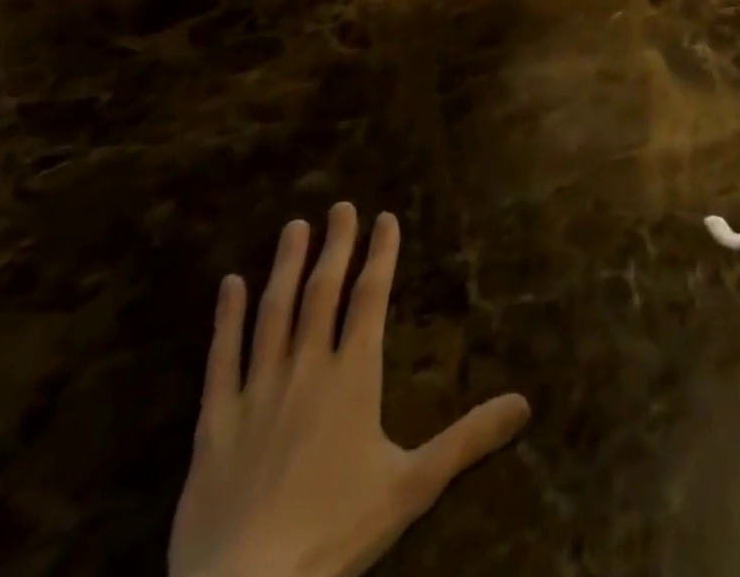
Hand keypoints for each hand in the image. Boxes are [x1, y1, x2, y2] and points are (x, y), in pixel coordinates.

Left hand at [169, 204, 530, 576]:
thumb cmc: (333, 533)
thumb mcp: (412, 487)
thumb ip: (468, 439)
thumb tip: (525, 403)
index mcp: (353, 376)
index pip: (370, 297)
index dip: (381, 254)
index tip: (385, 218)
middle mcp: (306, 369)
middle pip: (323, 292)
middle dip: (335, 246)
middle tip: (340, 205)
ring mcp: (256, 392)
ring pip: (274, 312)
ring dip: (286, 266)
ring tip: (295, 227)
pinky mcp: (213, 424)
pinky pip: (220, 359)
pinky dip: (225, 319)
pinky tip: (229, 285)